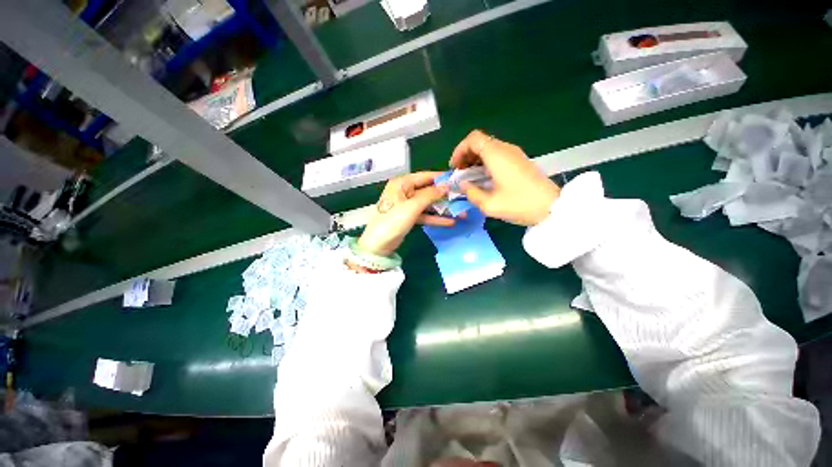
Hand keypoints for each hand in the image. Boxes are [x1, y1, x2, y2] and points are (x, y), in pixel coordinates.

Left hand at [357, 172, 451, 255]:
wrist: (378, 245)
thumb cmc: (393, 221)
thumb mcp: (412, 206)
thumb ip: (430, 195)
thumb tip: (446, 186)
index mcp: (402, 183)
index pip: (425, 176)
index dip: (441, 178)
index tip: (457, 180)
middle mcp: (405, 191)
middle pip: (428, 190)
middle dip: (444, 195)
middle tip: (462, 197)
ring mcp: (407, 205)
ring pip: (428, 203)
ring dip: (442, 208)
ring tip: (460, 212)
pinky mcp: (409, 217)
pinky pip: (425, 214)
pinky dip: (435, 218)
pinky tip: (450, 222)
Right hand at [450, 130, 559, 225]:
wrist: (552, 207)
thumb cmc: (519, 204)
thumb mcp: (489, 204)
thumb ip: (471, 193)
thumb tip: (463, 185)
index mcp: (497, 155)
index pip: (473, 139)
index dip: (459, 150)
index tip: (455, 167)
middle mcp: (505, 149)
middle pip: (480, 142)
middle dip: (465, 156)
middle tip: (460, 174)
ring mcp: (514, 154)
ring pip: (488, 148)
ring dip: (475, 160)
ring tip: (469, 177)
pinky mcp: (519, 161)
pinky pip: (497, 155)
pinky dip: (485, 162)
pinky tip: (483, 178)